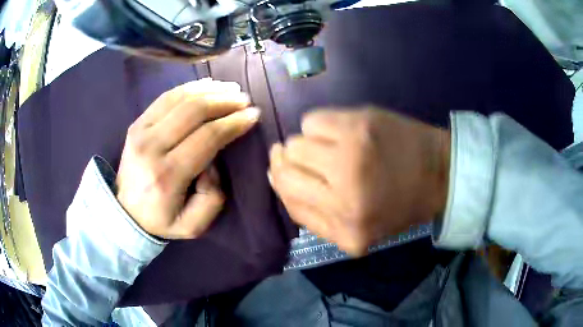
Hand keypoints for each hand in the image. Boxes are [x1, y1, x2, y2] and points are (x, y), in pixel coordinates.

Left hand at [116, 79, 259, 238]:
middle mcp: (152, 147)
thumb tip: (213, 163)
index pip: (207, 137)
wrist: (125, 212)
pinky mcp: (137, 124)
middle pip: (194, 111)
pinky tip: (207, 85)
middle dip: (225, 101)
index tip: (254, 115)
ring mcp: (141, 131)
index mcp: (168, 175)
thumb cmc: (161, 219)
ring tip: (231, 89)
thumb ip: (212, 198)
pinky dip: (189, 87)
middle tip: (245, 100)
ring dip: (210, 90)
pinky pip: (165, 97)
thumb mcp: (193, 225)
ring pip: (180, 98)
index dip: (233, 123)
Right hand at [268, 108, 449, 255]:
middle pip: (285, 170)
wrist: (440, 173)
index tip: (278, 170)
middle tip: (306, 157)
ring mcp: (352, 155)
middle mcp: (345, 196)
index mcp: (346, 230)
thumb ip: (314, 216)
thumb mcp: (358, 231)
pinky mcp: (360, 123)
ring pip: (296, 142)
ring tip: (331, 147)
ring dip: (307, 144)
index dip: (279, 183)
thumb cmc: (400, 205)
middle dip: (287, 162)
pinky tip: (340, 132)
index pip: (290, 202)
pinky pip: (313, 120)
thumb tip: (275, 178)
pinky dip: (320, 126)